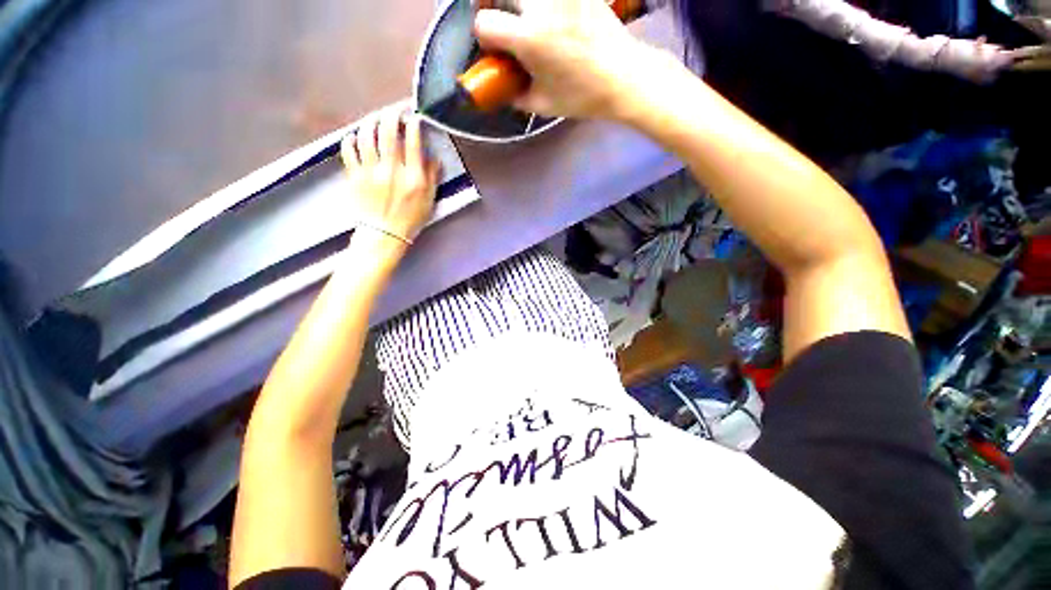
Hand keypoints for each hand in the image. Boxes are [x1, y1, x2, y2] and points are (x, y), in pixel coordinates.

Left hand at [341, 103, 439, 246]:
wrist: (384, 235)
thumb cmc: (410, 219)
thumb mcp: (429, 200)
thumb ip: (431, 177)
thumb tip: (432, 156)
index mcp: (412, 177)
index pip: (412, 142)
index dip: (413, 125)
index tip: (413, 118)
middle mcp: (391, 170)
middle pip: (388, 133)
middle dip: (391, 115)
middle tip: (393, 111)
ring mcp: (370, 172)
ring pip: (367, 136)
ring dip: (371, 123)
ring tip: (375, 119)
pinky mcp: (355, 175)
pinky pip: (349, 150)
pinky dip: (351, 139)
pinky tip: (355, 136)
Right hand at [474, 0, 654, 119]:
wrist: (624, 76)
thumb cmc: (583, 96)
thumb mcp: (544, 105)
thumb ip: (517, 95)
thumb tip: (504, 89)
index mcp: (531, 38)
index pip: (485, 23)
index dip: (483, 36)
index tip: (492, 46)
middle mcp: (543, 6)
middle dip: (493, 5)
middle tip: (502, 19)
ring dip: (519, 3)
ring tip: (524, 15)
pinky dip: (543, 5)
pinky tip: (550, 17)